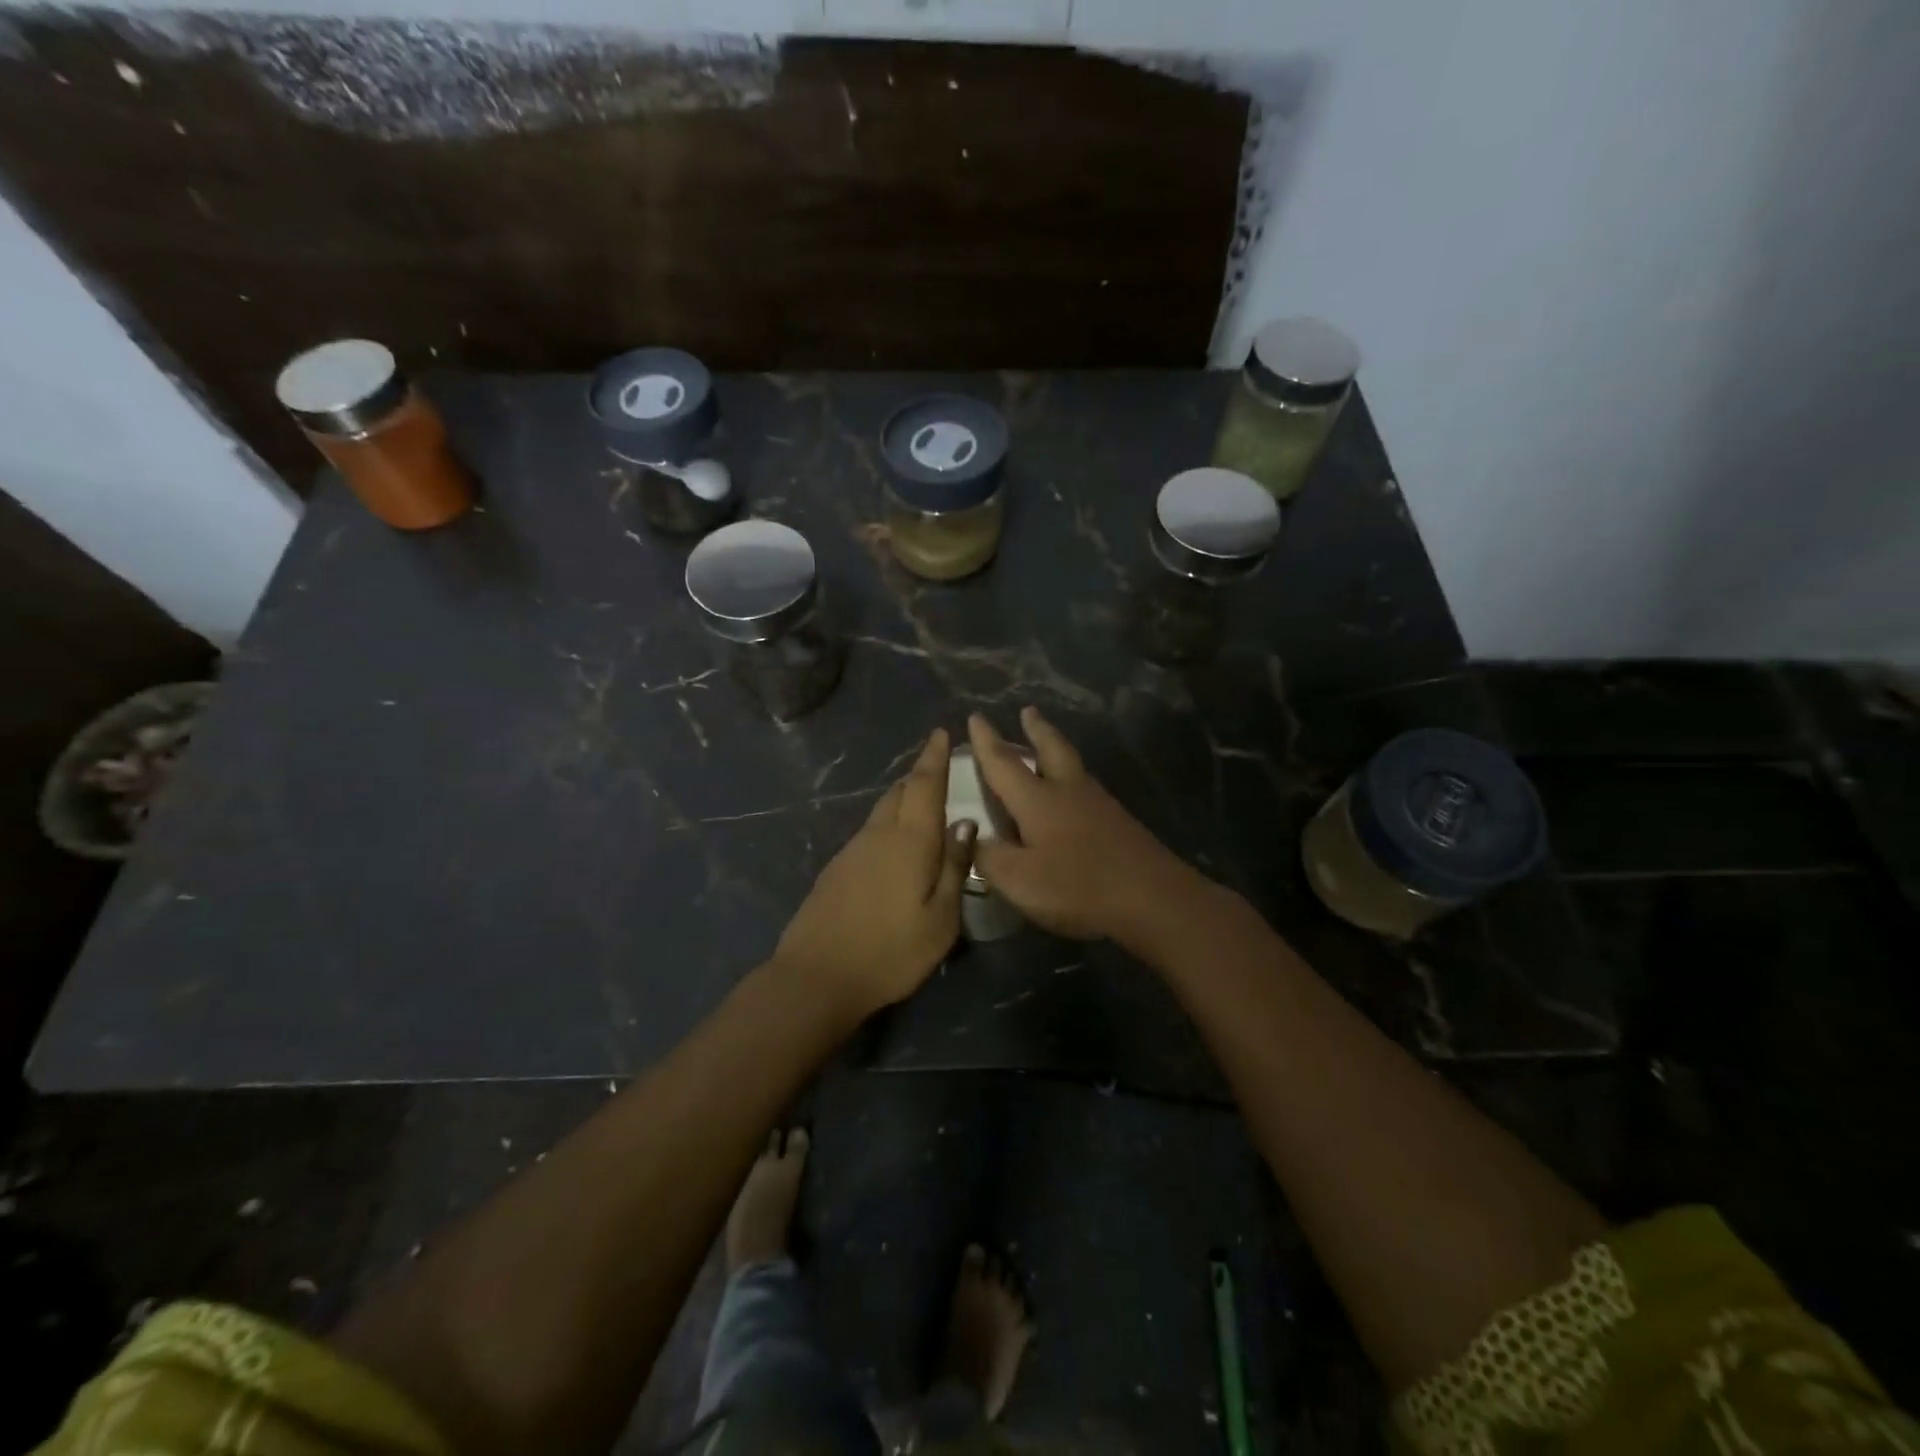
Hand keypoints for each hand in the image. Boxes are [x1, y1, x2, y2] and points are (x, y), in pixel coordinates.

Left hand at [774, 729, 975, 1017]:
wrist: (816, 976)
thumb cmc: (890, 951)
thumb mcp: (941, 919)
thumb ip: (954, 867)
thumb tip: (965, 825)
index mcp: (909, 840)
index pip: (924, 785)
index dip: (934, 757)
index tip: (941, 733)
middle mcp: (878, 834)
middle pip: (900, 792)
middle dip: (920, 777)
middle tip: (940, 772)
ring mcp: (852, 850)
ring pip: (882, 811)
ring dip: (903, 801)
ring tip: (923, 808)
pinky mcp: (836, 869)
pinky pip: (870, 832)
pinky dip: (889, 825)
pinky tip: (896, 847)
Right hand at [967, 708, 1208, 943]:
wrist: (1153, 898)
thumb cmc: (1078, 886)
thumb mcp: (1020, 880)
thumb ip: (989, 858)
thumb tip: (972, 837)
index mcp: (1038, 800)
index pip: (1003, 763)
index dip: (986, 741)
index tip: (976, 716)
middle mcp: (1069, 791)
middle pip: (1051, 748)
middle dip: (1036, 729)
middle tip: (1028, 711)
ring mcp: (1099, 805)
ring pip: (1073, 765)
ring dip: (1057, 749)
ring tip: (1049, 745)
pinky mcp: (1119, 823)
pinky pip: (1087, 788)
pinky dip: (1074, 779)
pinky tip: (1074, 795)